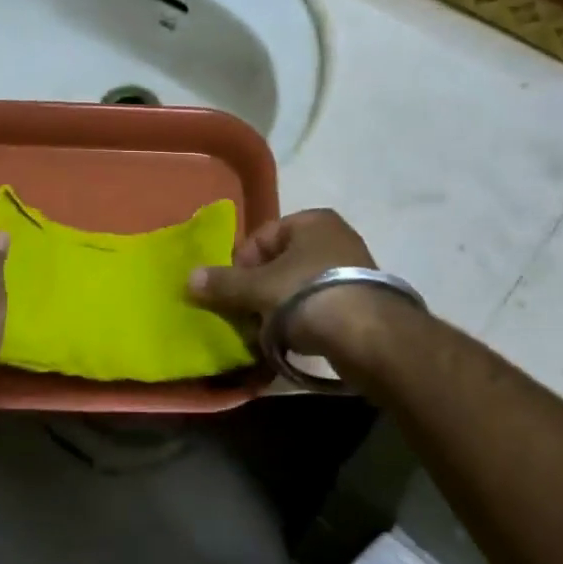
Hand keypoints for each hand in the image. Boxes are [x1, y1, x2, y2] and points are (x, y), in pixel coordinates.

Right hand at [188, 209, 416, 364]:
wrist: (372, 337)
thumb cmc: (310, 296)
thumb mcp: (259, 288)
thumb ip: (224, 284)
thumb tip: (189, 278)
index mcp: (312, 221)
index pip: (261, 237)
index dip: (241, 265)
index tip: (232, 294)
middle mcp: (334, 238)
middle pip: (279, 264)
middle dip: (258, 291)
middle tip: (246, 317)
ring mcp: (352, 270)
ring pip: (297, 288)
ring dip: (278, 310)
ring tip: (267, 335)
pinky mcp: (362, 302)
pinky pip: (318, 307)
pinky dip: (302, 322)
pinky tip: (293, 342)